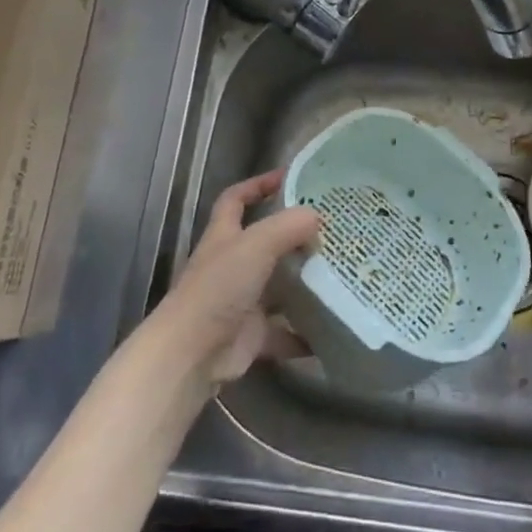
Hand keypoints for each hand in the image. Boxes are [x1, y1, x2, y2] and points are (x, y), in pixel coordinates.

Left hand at [152, 170, 320, 387]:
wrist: (191, 354)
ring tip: (341, 275)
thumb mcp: (256, 245)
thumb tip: (317, 216)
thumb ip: (287, 227)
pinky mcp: (251, 336)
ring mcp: (241, 302)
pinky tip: (332, 328)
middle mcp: (231, 265)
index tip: (288, 178)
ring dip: (304, 284)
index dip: (257, 185)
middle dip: (294, 236)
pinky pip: (284, 332)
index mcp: (224, 235)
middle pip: (264, 243)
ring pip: (278, 287)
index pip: (236, 199)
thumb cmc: (218, 288)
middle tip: (331, 230)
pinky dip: (305, 333)